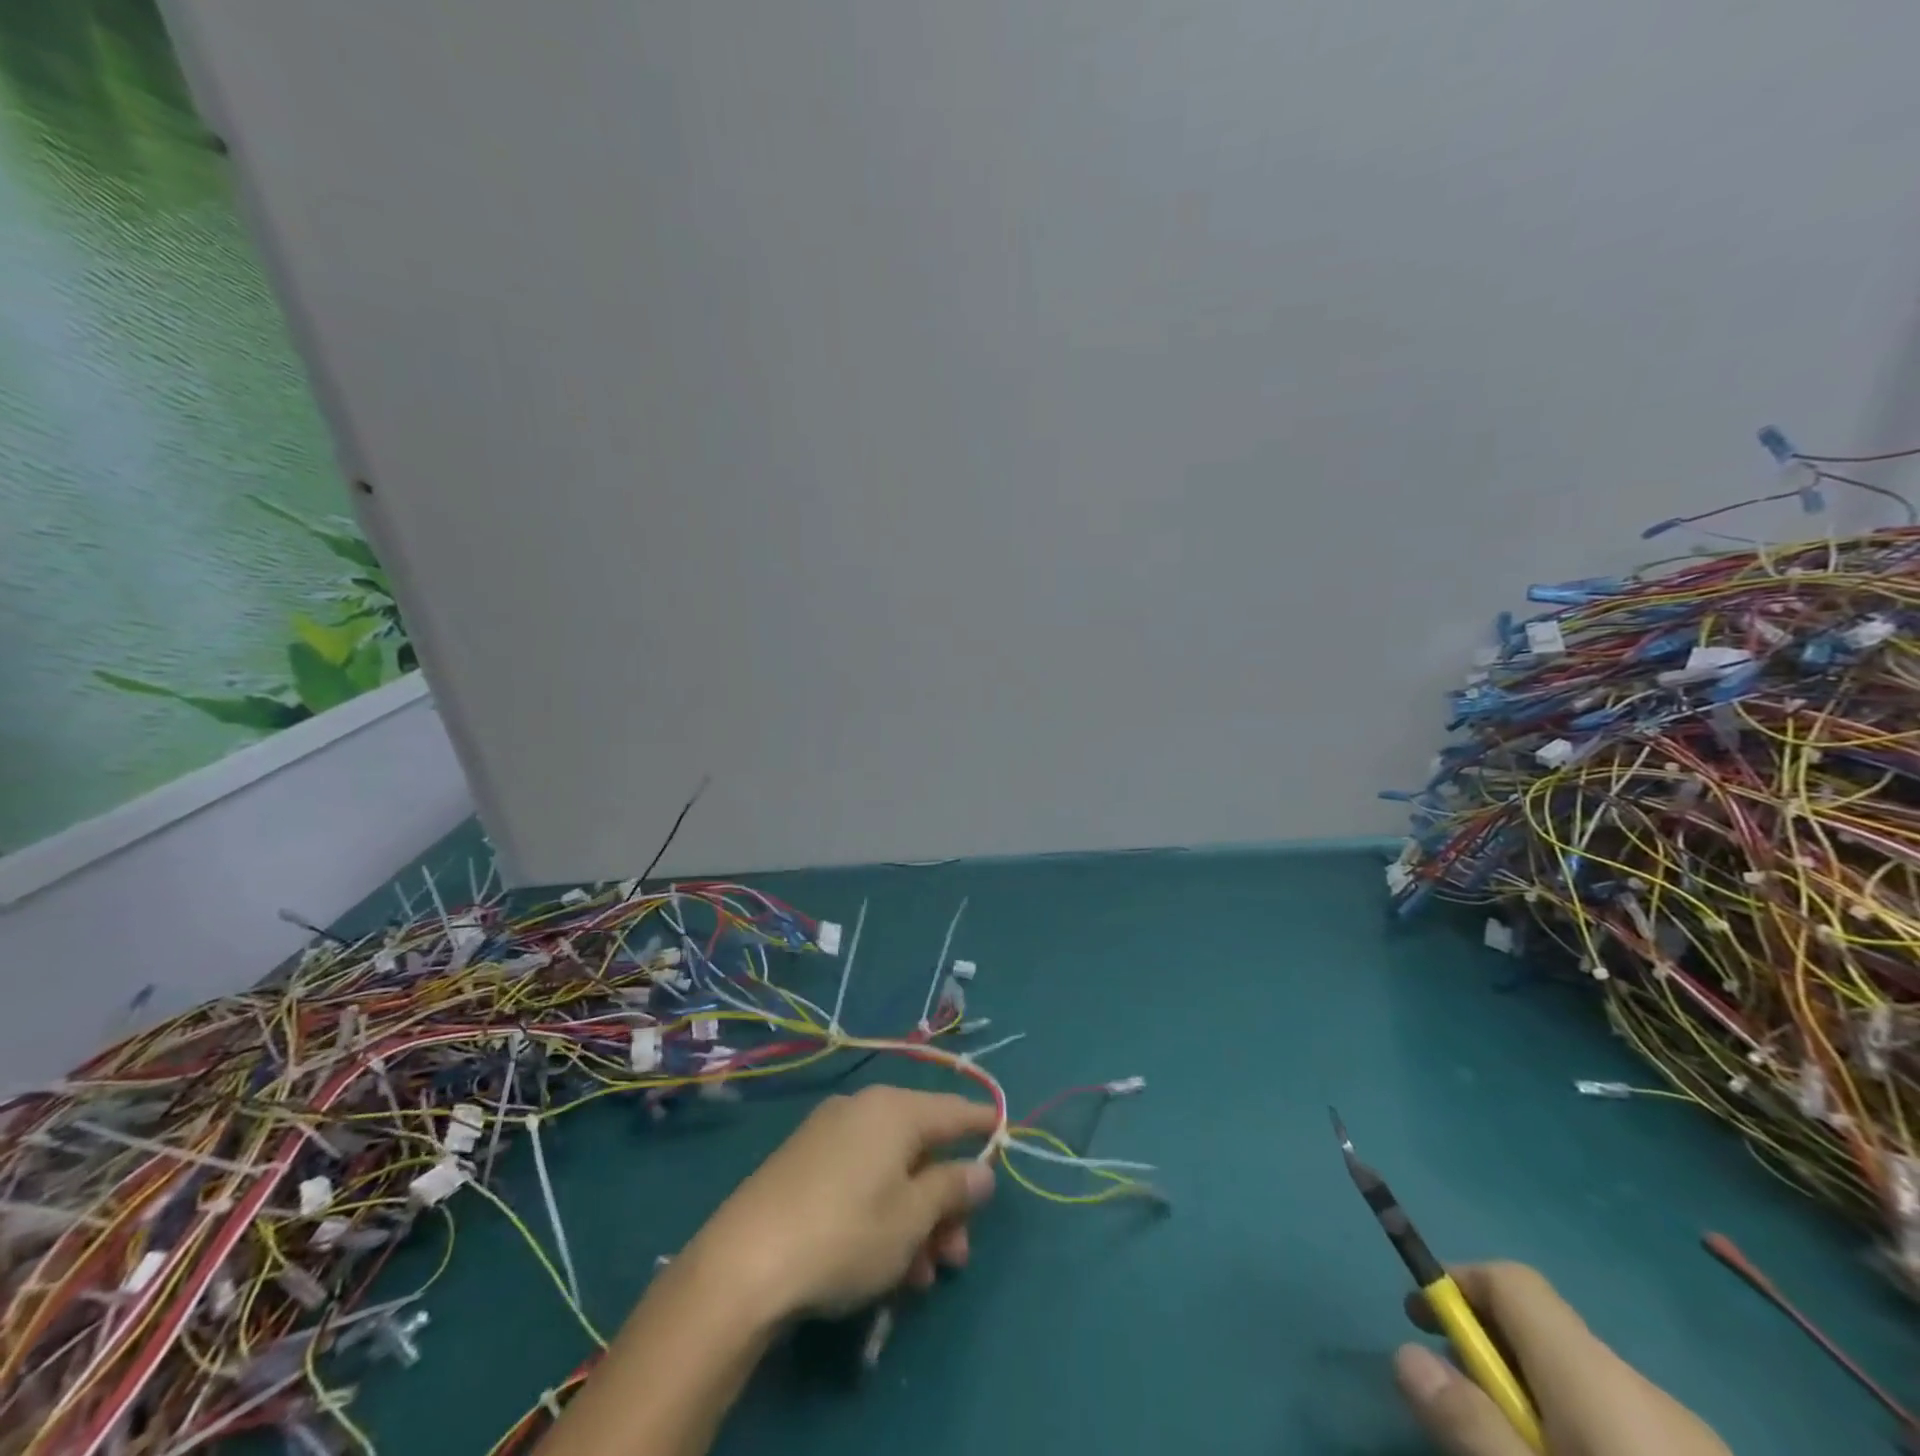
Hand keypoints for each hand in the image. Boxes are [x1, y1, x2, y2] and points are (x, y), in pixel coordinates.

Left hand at [683, 1085, 998, 1320]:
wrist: (744, 1261)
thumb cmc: (846, 1232)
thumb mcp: (911, 1218)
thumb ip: (952, 1189)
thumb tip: (981, 1169)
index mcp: (894, 1109)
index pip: (953, 1110)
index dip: (983, 1125)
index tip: (1005, 1133)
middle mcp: (863, 1109)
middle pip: (921, 1148)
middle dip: (944, 1203)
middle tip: (955, 1256)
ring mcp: (828, 1134)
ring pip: (891, 1170)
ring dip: (914, 1218)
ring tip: (918, 1278)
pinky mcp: (802, 1163)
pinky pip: (860, 1178)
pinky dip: (881, 1212)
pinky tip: (882, 1264)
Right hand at [1393, 1262, 1730, 1455]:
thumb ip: (1470, 1424)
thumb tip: (1406, 1354)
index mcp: (1598, 1376)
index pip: (1514, 1281)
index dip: (1458, 1283)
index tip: (1421, 1321)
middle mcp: (1647, 1391)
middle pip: (1547, 1333)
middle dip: (1491, 1353)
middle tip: (1463, 1410)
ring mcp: (1693, 1440)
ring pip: (1586, 1384)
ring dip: (1534, 1399)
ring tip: (1518, 1455)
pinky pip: (1628, 1428)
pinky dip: (1582, 1433)